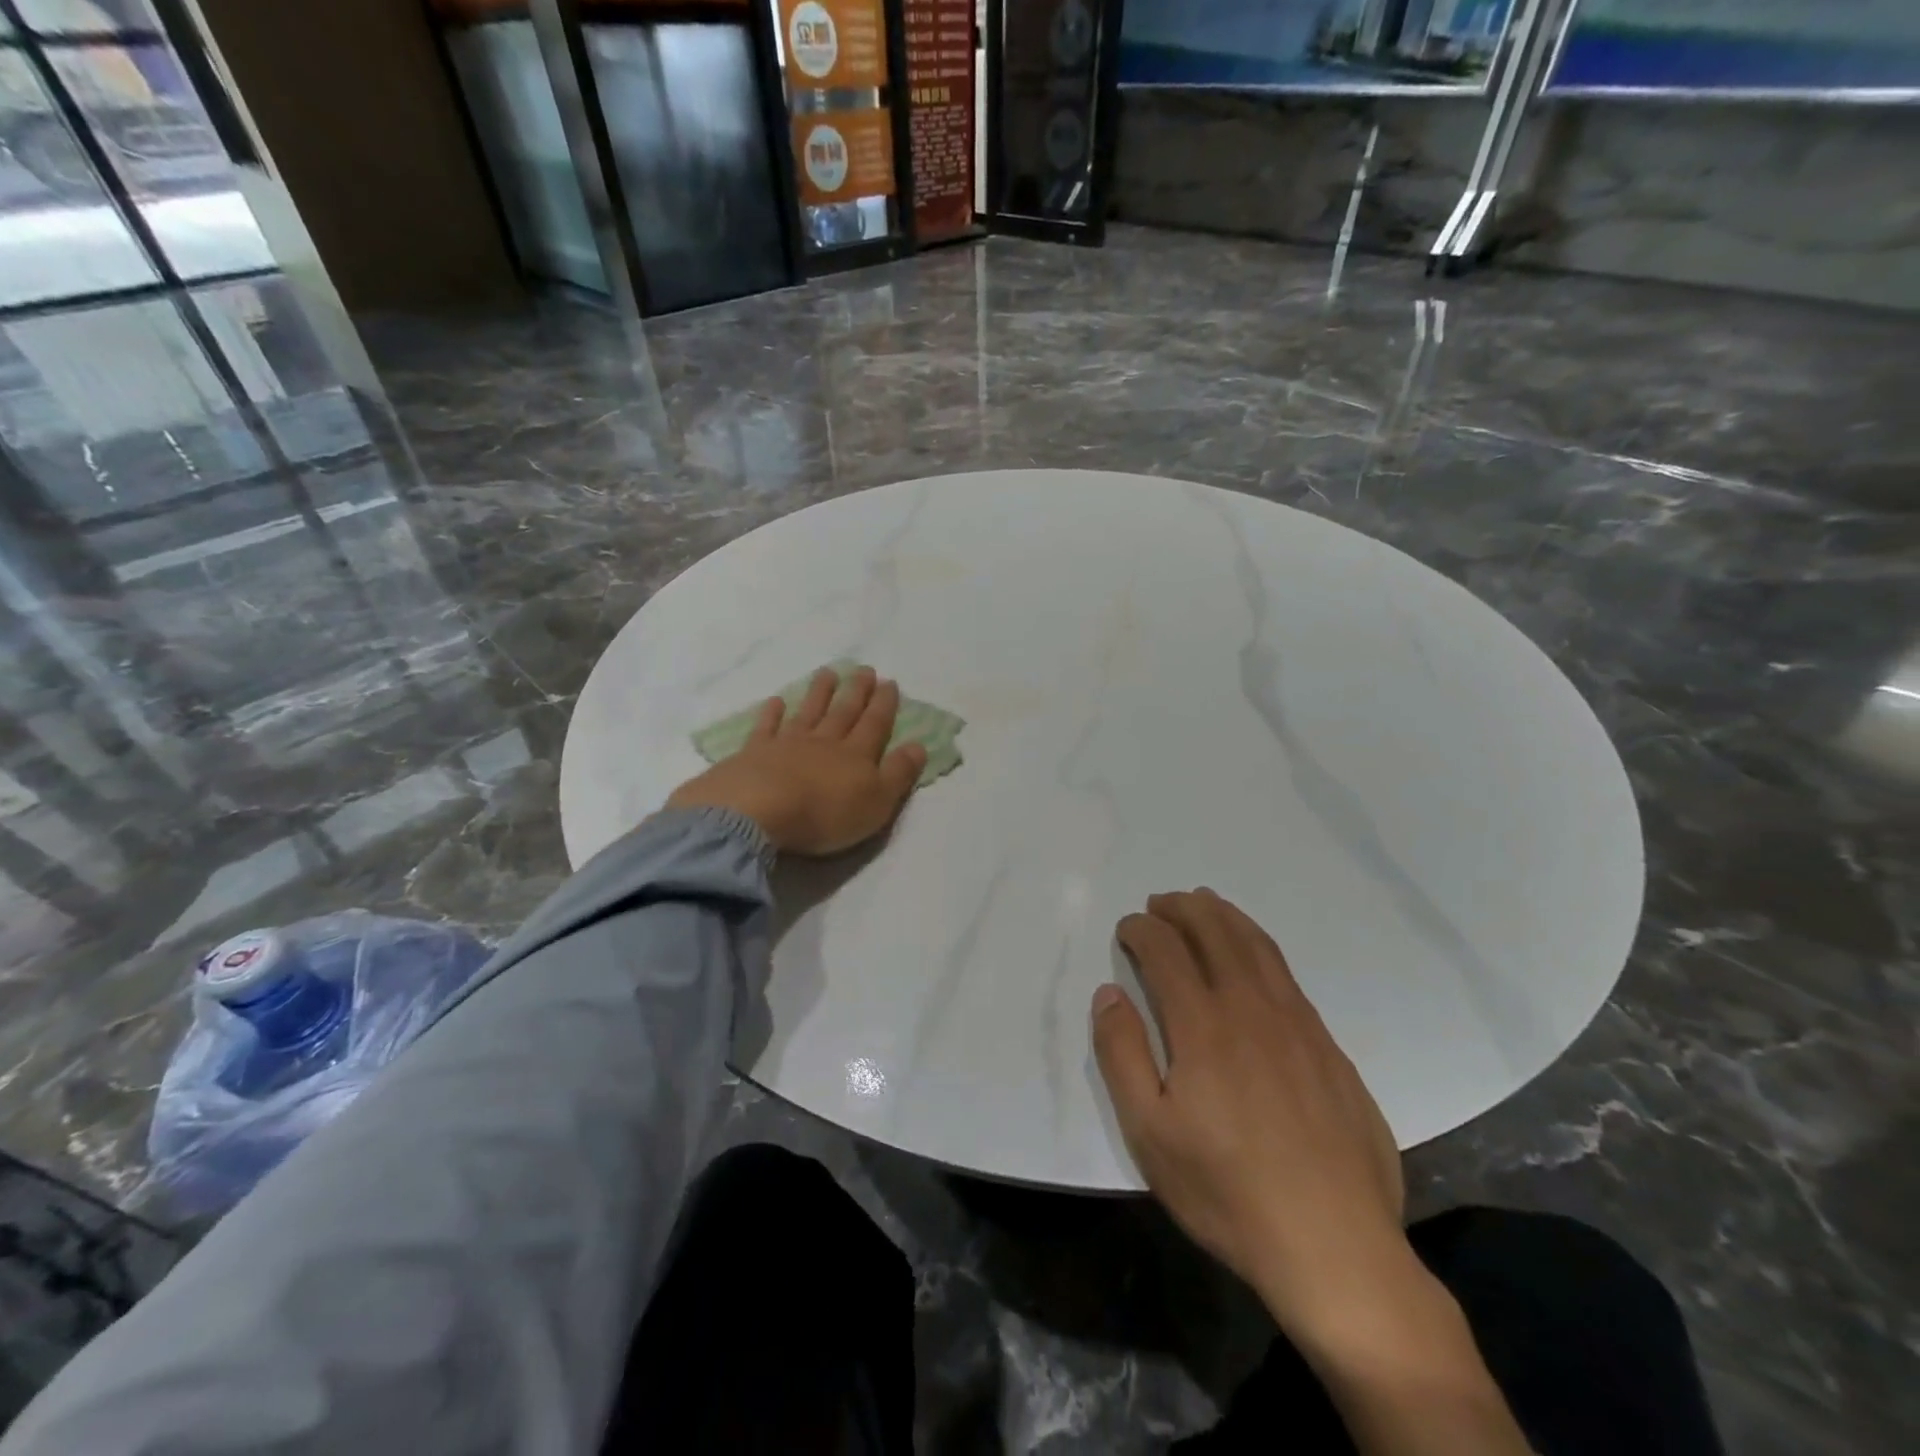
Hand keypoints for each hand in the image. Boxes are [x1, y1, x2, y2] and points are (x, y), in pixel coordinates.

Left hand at [666, 666, 926, 855]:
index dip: (884, 705)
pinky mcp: (755, 753)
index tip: (889, 683)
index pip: (875, 725)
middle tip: (864, 669)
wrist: (759, 811)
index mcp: (856, 756)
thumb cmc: (825, 814)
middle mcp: (824, 743)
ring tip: (827, 673)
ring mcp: (787, 744)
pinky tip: (775, 701)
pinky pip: (766, 728)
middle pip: (843, 713)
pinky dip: (771, 713)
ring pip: (808, 712)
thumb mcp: (877, 802)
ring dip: (819, 693)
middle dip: (856, 691)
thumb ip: (898, 773)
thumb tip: (919, 745)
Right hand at [1091, 889, 1409, 1341]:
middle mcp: (1252, 1009)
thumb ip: (1122, 1054)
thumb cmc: (1227, 1191)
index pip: (1167, 951)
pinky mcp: (1329, 1048)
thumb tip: (1109, 994)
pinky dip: (1261, 947)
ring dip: (1225, 916)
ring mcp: (1298, 1025)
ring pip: (1258, 947)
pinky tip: (1254, 957)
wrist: (1335, 1246)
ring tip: (1205, 903)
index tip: (1127, 927)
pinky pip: (1288, 976)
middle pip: (1215, 933)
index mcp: (1204, 1027)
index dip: (1142, 930)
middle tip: (1161, 901)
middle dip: (1183, 908)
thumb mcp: (1149, 1133)